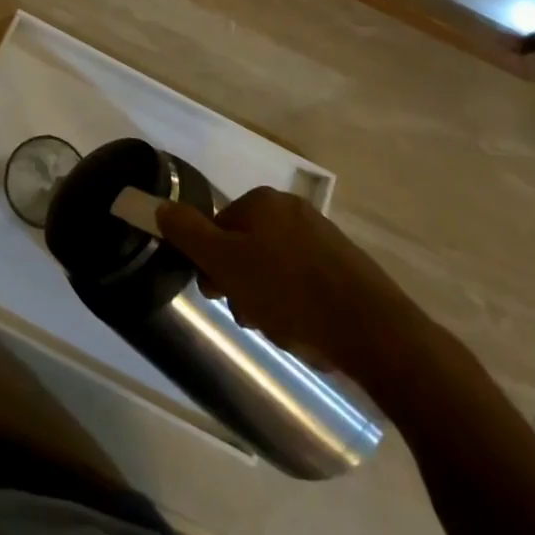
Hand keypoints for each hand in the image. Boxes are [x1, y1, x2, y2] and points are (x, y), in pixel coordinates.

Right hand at [156, 188, 441, 385]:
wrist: (375, 332)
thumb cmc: (289, 292)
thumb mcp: (225, 263)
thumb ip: (187, 233)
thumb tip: (160, 206)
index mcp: (264, 202)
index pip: (218, 227)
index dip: (212, 263)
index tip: (220, 294)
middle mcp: (294, 210)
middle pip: (246, 248)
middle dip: (242, 285)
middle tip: (252, 316)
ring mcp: (325, 238)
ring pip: (275, 269)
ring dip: (268, 300)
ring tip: (283, 330)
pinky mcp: (348, 269)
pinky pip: (305, 284)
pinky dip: (298, 306)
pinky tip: (306, 332)